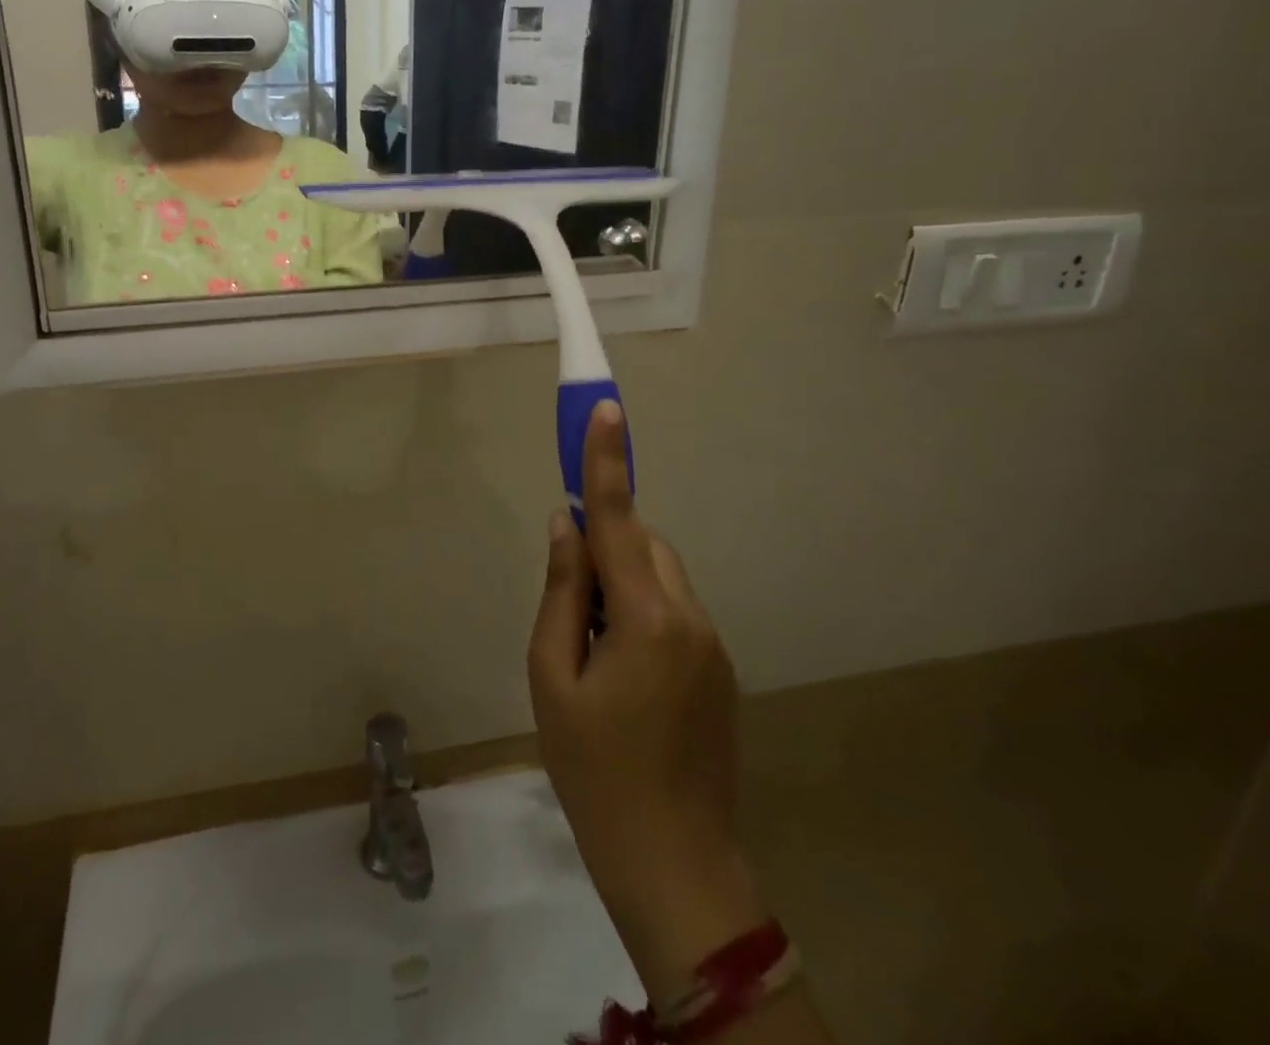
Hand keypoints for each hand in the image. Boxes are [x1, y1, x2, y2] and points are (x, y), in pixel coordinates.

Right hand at [529, 401, 765, 996]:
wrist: (674, 861)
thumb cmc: (593, 767)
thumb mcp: (551, 675)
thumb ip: (560, 592)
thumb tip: (565, 526)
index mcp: (645, 616)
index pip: (618, 519)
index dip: (608, 461)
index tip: (605, 409)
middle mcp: (689, 617)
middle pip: (642, 545)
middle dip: (604, 546)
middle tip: (567, 604)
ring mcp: (712, 645)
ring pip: (659, 576)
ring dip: (620, 583)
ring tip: (589, 649)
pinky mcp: (718, 669)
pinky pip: (673, 610)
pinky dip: (640, 611)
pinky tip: (620, 674)